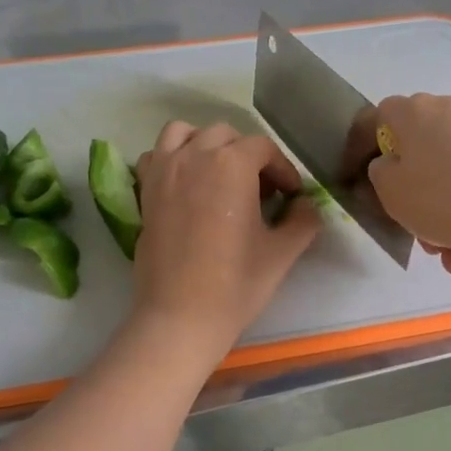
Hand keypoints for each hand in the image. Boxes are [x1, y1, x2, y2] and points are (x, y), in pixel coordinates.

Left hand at [130, 121, 321, 358]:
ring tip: (219, 176)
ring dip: (206, 145)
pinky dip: (172, 159)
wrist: (180, 317)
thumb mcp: (282, 253)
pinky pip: (157, 156)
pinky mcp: (145, 192)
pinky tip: (186, 185)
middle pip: (226, 136)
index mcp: (232, 165)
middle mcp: (194, 157)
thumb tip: (306, 205)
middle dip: (247, 156)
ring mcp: (164, 172)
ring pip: (185, 134)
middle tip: (260, 191)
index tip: (291, 196)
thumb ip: (302, 220)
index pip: (263, 149)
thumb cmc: (235, 284)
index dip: (283, 170)